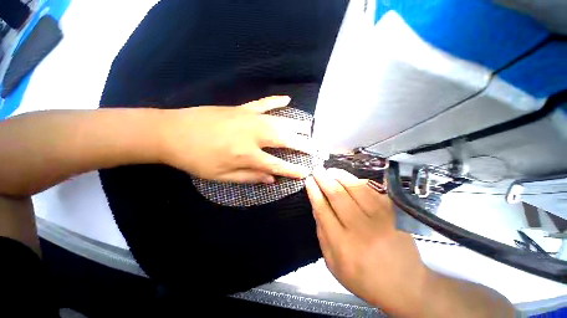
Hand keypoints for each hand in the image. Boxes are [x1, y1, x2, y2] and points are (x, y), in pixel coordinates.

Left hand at [160, 96, 311, 183]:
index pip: (278, 164)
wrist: (172, 133)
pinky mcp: (242, 108)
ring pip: (280, 121)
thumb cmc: (196, 159)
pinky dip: (276, 101)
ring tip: (309, 128)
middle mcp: (254, 135)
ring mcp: (249, 118)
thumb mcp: (222, 177)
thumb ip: (251, 177)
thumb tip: (272, 179)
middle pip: (285, 139)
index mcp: (248, 155)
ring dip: (296, 125)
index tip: (306, 172)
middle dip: (302, 145)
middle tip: (315, 148)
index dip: (293, 170)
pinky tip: (287, 99)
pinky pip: (264, 103)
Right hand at [305, 168, 428, 313]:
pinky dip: (359, 180)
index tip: (309, 180)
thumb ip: (322, 234)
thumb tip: (316, 206)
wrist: (405, 285)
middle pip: (338, 195)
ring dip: (340, 176)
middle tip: (317, 170)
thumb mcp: (333, 263)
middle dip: (324, 179)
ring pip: (355, 188)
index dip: (314, 192)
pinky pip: (373, 190)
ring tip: (330, 170)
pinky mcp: (394, 213)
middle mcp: (361, 229)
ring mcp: (380, 219)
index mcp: (343, 245)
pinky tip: (350, 178)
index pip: (323, 209)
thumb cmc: (364, 277)